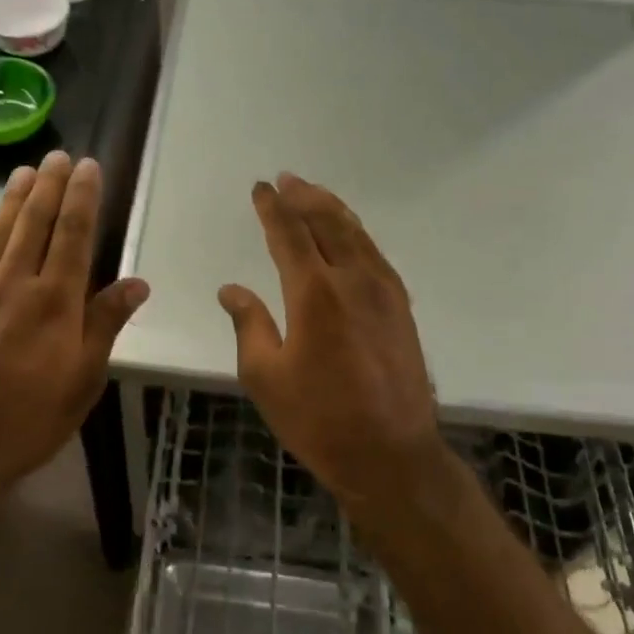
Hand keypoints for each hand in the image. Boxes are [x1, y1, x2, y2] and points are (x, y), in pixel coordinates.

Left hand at [0, 151, 149, 515]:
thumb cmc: (31, 419)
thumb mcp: (84, 379)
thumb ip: (106, 324)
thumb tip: (138, 282)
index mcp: (55, 300)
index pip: (73, 234)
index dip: (82, 197)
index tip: (87, 167)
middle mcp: (15, 284)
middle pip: (35, 222)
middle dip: (48, 185)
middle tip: (57, 155)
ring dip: (13, 199)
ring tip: (24, 171)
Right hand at [218, 174, 445, 511]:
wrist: (392, 455)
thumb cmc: (319, 419)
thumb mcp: (266, 376)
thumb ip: (249, 324)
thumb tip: (232, 289)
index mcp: (314, 294)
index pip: (290, 234)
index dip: (272, 208)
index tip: (261, 188)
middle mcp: (353, 280)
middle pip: (327, 223)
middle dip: (304, 196)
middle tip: (287, 179)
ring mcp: (383, 291)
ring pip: (356, 233)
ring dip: (332, 209)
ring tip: (313, 193)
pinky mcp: (401, 307)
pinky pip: (375, 253)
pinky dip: (356, 233)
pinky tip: (349, 234)